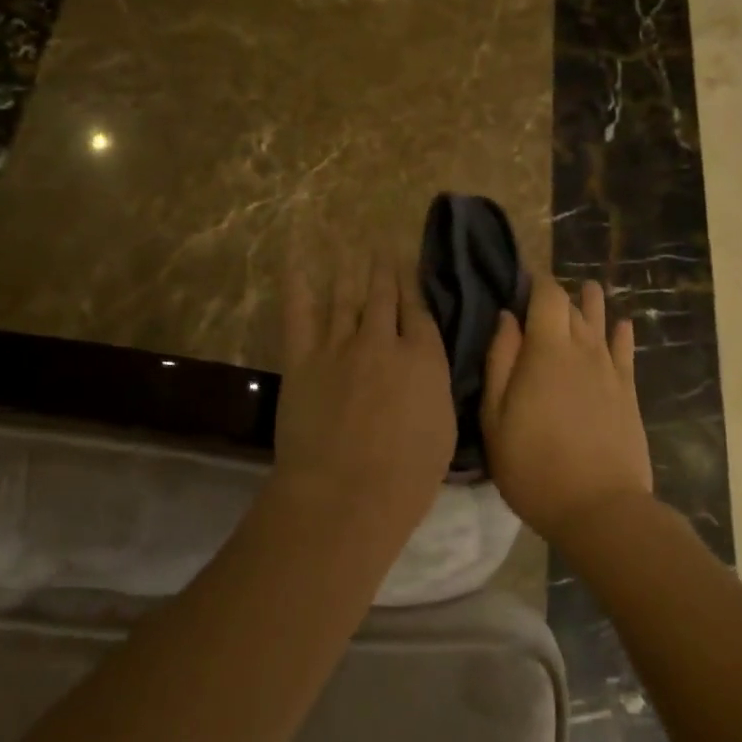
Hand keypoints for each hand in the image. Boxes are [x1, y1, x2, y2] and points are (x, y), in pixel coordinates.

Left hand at [273, 245, 456, 546]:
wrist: (345, 494)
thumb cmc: (406, 477)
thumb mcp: (443, 429)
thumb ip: (435, 386)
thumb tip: (426, 363)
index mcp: (423, 358)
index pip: (419, 310)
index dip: (413, 286)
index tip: (408, 267)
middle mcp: (382, 341)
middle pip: (383, 294)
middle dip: (384, 269)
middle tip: (380, 247)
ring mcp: (339, 346)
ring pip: (345, 296)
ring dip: (350, 270)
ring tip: (351, 248)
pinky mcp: (302, 358)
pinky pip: (299, 312)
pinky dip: (298, 284)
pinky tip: (299, 262)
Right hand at [482, 279, 653, 543]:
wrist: (599, 507)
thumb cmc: (533, 464)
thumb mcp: (496, 417)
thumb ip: (500, 360)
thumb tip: (507, 318)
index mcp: (547, 349)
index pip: (548, 294)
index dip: (536, 281)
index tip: (521, 281)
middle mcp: (583, 349)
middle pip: (574, 306)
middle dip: (558, 295)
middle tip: (542, 297)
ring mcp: (610, 370)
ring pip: (602, 322)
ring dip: (592, 304)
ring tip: (587, 291)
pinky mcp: (628, 391)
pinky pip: (626, 350)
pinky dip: (621, 333)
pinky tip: (622, 325)